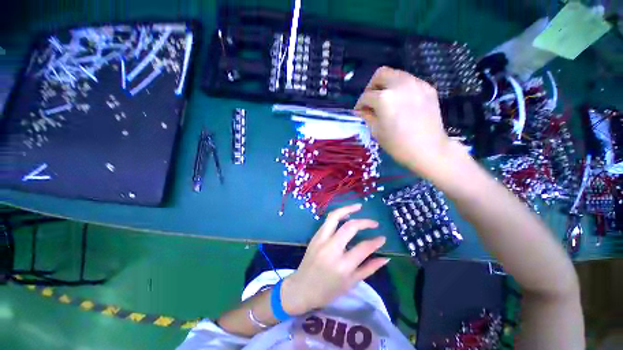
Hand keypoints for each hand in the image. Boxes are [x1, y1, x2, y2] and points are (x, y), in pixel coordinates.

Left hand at [281, 204, 388, 314]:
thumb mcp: (351, 283)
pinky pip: (327, 221)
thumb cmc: (328, 290)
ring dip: (347, 209)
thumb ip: (369, 268)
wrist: (302, 288)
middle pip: (349, 227)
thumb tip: (385, 258)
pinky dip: (338, 215)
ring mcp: (320, 240)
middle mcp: (331, 249)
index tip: (383, 238)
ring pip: (334, 217)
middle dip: (364, 222)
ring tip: (359, 206)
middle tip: (374, 223)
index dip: (376, 242)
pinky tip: (346, 215)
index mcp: (342, 265)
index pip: (363, 248)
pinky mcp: (315, 236)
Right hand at [354, 67, 456, 179]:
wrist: (429, 150)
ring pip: (396, 74)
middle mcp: (400, 84)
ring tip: (387, 101)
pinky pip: (409, 81)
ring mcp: (416, 84)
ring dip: (387, 85)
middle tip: (371, 100)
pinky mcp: (428, 88)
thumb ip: (367, 116)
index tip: (359, 112)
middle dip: (371, 86)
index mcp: (384, 98)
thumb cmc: (398, 145)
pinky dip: (401, 89)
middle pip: (380, 74)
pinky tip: (402, 102)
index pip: (366, 96)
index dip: (359, 105)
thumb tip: (361, 111)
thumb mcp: (376, 132)